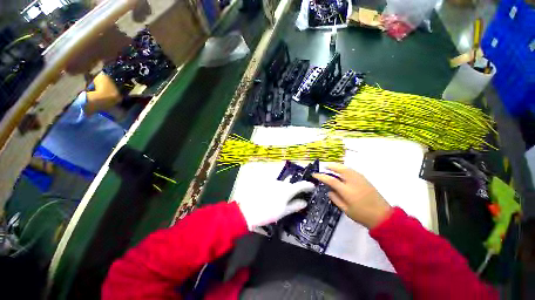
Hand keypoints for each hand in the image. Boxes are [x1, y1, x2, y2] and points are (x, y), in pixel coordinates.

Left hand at [234, 180, 314, 229]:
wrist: (247, 210)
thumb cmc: (267, 213)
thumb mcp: (283, 211)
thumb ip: (295, 205)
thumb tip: (304, 202)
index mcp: (287, 190)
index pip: (301, 185)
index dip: (308, 185)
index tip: (312, 187)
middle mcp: (280, 183)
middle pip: (291, 185)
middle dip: (294, 190)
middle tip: (295, 197)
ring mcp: (272, 182)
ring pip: (282, 184)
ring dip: (284, 189)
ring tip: (280, 199)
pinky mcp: (265, 182)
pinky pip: (274, 184)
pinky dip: (276, 189)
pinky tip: (272, 196)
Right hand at [313, 163, 391, 228]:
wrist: (383, 216)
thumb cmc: (362, 215)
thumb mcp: (346, 210)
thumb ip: (335, 198)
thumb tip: (329, 191)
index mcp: (347, 191)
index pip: (331, 180)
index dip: (321, 176)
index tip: (315, 175)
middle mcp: (353, 182)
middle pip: (340, 169)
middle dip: (331, 166)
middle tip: (324, 166)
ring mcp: (360, 179)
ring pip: (347, 168)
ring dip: (338, 166)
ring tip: (332, 167)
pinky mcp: (365, 179)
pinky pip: (352, 170)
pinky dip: (345, 168)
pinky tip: (343, 172)